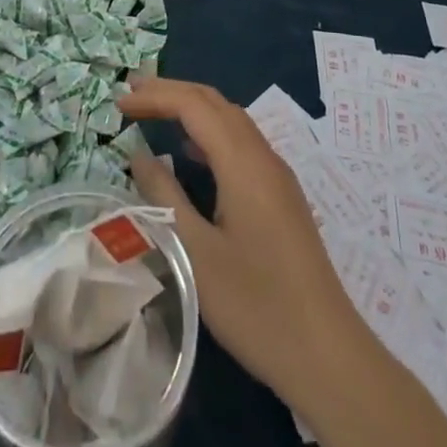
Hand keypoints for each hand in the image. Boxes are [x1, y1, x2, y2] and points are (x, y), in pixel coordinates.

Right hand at [117, 77, 446, 446]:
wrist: (328, 355)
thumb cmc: (256, 305)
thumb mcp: (196, 254)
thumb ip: (164, 198)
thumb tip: (139, 156)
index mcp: (243, 162)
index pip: (193, 105)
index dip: (154, 96)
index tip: (118, 102)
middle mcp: (263, 156)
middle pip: (214, 102)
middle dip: (172, 91)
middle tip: (132, 91)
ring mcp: (277, 175)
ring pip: (231, 119)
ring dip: (192, 108)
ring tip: (156, 111)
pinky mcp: (282, 196)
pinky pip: (241, 142)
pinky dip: (210, 131)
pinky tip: (193, 154)